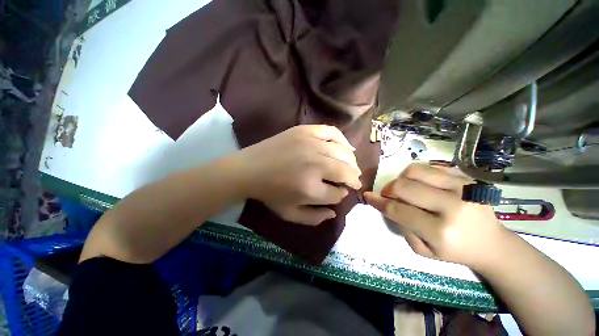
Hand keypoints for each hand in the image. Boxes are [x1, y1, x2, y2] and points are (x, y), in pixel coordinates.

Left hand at [235, 125, 361, 225]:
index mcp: (310, 189)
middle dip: (353, 179)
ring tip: (352, 167)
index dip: (340, 194)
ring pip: (344, 153)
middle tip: (354, 181)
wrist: (249, 169)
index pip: (337, 193)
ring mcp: (311, 144)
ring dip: (352, 162)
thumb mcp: (289, 214)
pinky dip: (344, 140)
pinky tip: (347, 148)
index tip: (339, 192)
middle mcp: (315, 165)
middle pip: (346, 171)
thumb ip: (314, 218)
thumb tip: (334, 212)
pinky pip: (333, 132)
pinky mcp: (305, 131)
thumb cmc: (269, 193)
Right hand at [364, 163, 507, 270]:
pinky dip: (417, 175)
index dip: (378, 201)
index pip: (398, 210)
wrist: (492, 243)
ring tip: (404, 188)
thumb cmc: (455, 251)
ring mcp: (462, 188)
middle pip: (403, 186)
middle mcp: (452, 206)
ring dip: (401, 179)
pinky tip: (421, 185)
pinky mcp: (466, 179)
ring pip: (415, 171)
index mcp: (440, 231)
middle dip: (388, 189)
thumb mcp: (423, 250)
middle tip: (388, 195)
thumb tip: (385, 203)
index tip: (368, 196)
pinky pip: (430, 168)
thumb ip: (401, 226)